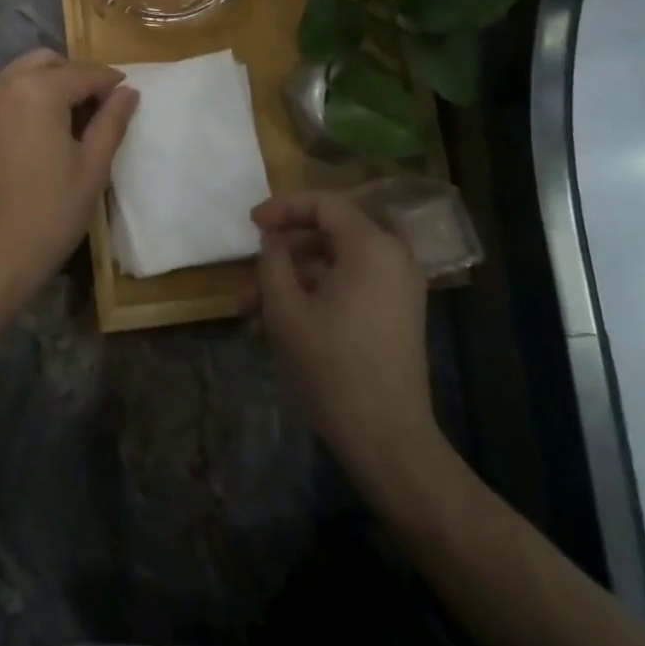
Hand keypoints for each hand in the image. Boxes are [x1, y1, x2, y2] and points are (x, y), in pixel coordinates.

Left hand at [0, 49, 138, 320]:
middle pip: (45, 62)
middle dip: (73, 77)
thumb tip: (128, 92)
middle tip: (94, 108)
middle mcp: (2, 85)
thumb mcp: (92, 168)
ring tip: (64, 122)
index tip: (126, 93)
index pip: (83, 74)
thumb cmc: (49, 214)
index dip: (109, 82)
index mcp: (37, 90)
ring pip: (18, 75)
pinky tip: (32, 135)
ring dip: (44, 86)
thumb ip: (112, 122)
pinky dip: (19, 101)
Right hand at [253, 191, 440, 484]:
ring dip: (292, 280)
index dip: (283, 207)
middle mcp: (392, 258)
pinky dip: (315, 295)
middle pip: (328, 234)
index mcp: (371, 246)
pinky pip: (349, 288)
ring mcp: (397, 289)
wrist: (388, 441)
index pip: (323, 204)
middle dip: (282, 252)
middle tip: (247, 270)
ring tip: (249, 309)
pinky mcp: (395, 316)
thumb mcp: (285, 308)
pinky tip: (279, 324)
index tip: (251, 224)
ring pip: (334, 266)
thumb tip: (272, 240)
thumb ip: (272, 261)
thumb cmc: (332, 366)